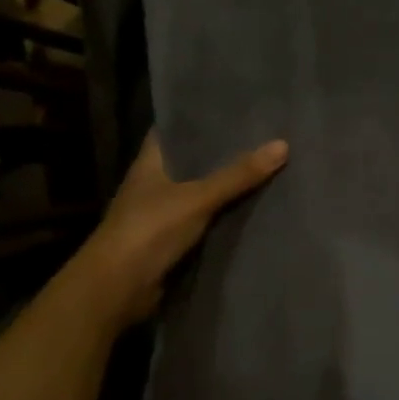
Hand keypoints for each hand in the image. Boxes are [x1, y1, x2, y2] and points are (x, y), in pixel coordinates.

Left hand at [78, 130, 287, 326]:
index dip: (199, 118)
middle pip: (193, 161)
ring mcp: (162, 214)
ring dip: (226, 186)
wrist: (115, 292)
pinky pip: (205, 222)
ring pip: (201, 192)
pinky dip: (225, 217)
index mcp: (150, 162)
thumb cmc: (148, 231)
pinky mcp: (172, 242)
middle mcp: (154, 184)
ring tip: (267, 165)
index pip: (174, 130)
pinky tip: (255, 207)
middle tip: (264, 135)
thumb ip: (238, 174)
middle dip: (223, 153)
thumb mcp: (197, 197)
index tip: (232, 108)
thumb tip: (283, 144)